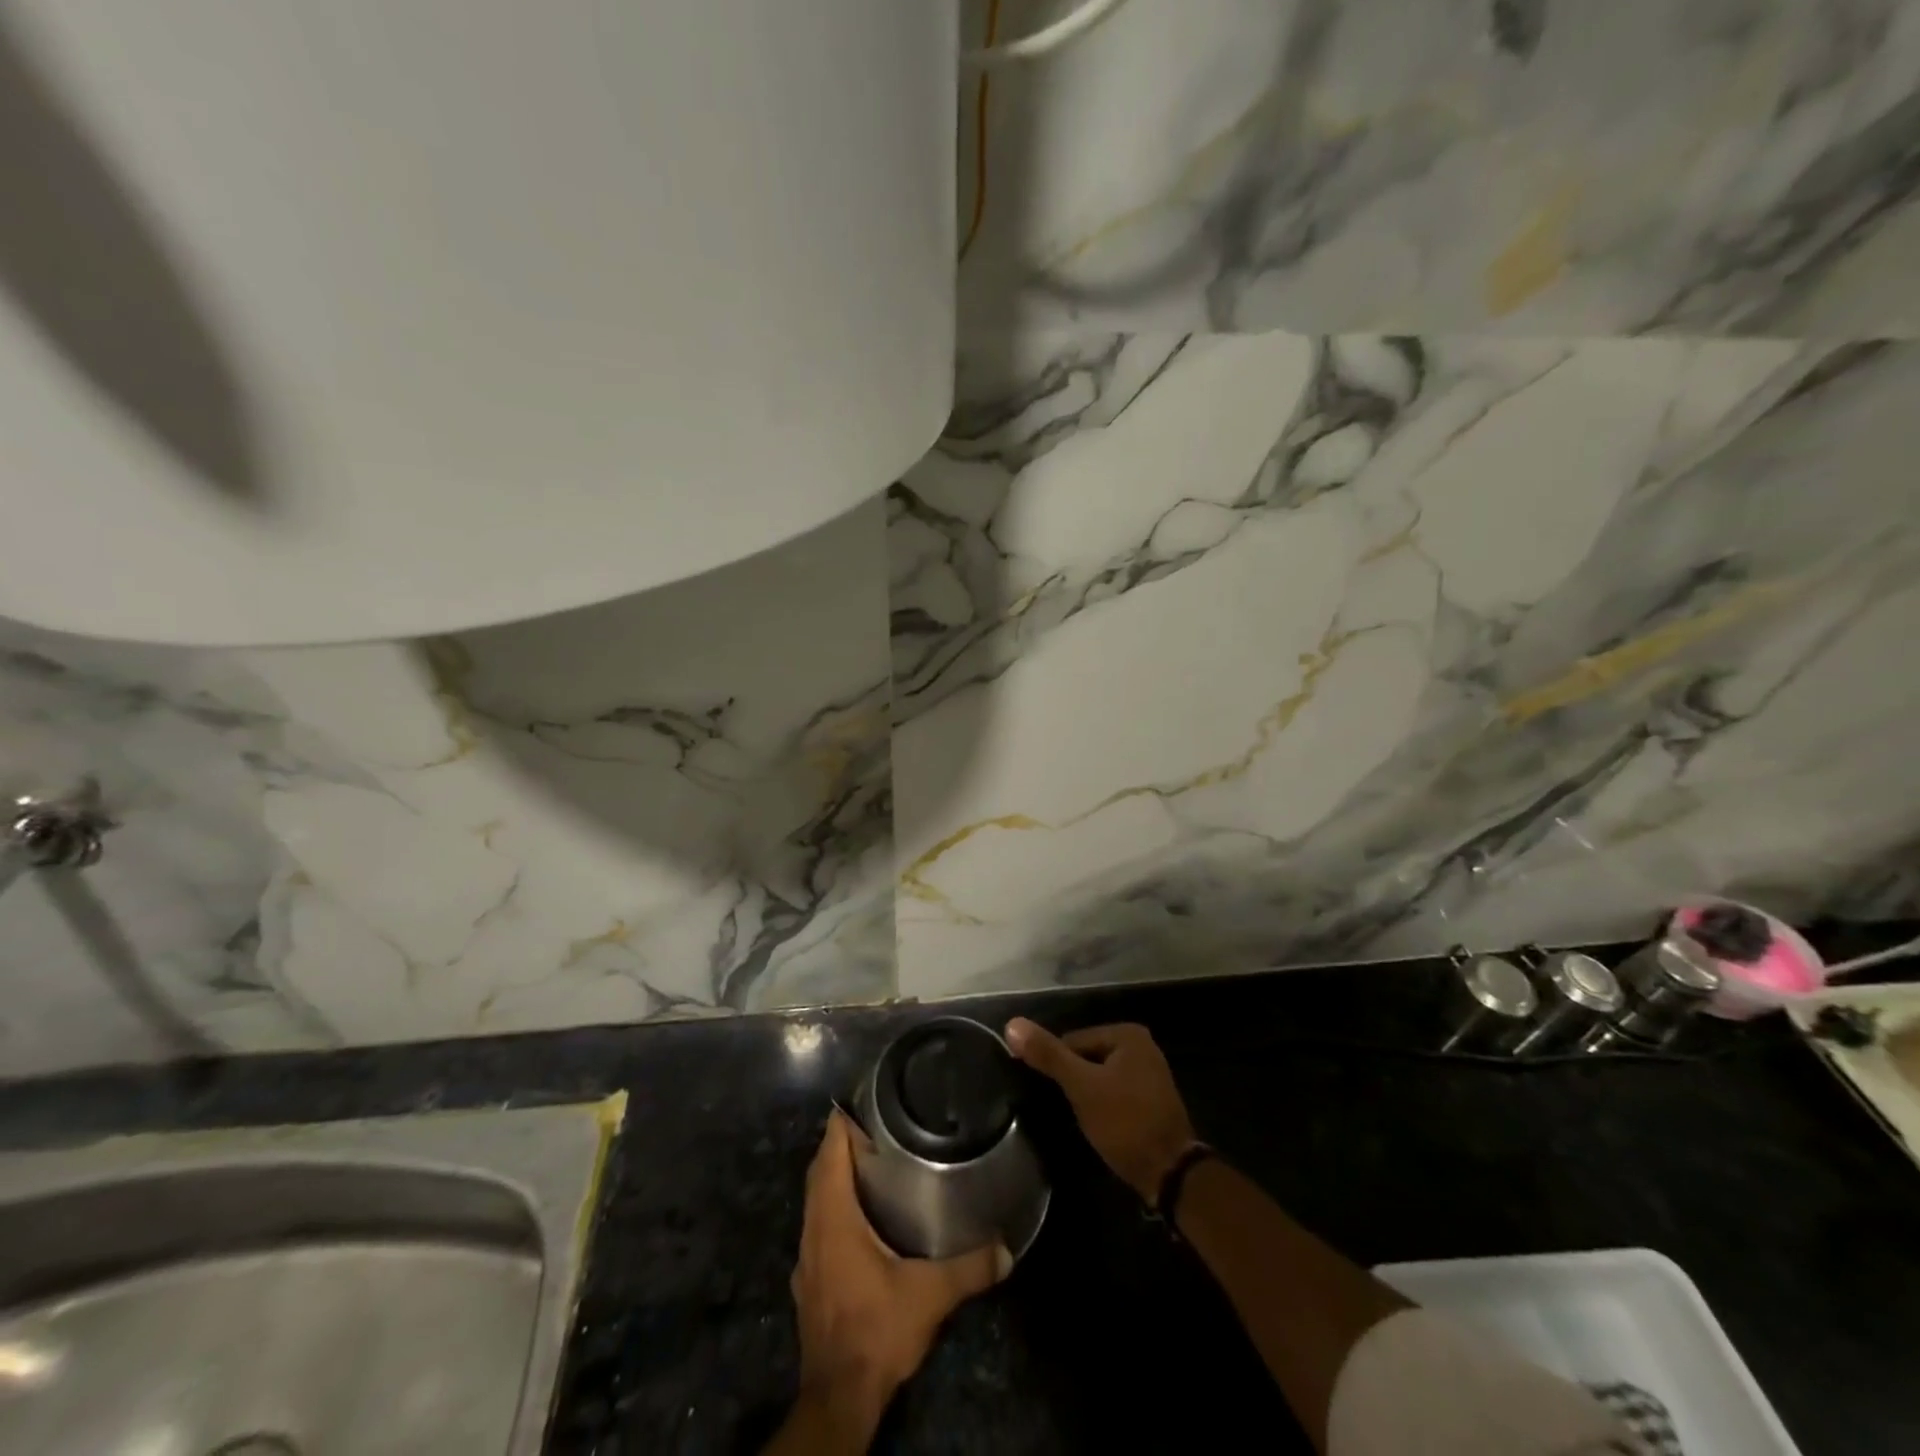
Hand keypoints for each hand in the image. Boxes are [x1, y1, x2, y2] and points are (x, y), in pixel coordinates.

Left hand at [784, 1109, 1009, 1447]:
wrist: (839, 1397)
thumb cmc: (877, 1330)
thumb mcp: (930, 1295)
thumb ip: (969, 1267)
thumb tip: (1007, 1247)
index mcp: (834, 1217)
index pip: (830, 1151)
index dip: (843, 1121)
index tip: (865, 1098)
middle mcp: (813, 1229)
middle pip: (820, 1170)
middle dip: (842, 1143)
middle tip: (878, 1124)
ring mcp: (807, 1257)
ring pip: (816, 1199)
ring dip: (836, 1176)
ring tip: (872, 1161)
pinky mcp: (809, 1281)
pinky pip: (818, 1226)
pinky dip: (834, 1208)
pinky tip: (860, 1217)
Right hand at [1005, 1019, 1196, 1201]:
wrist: (1170, 1174)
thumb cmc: (1125, 1122)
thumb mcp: (1082, 1087)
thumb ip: (1049, 1055)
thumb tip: (1012, 1024)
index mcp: (1127, 1033)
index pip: (1073, 1041)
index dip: (1060, 1068)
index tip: (1056, 1095)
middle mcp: (1141, 1046)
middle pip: (1087, 1057)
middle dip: (1075, 1082)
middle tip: (1070, 1110)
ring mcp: (1149, 1074)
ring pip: (1100, 1077)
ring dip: (1088, 1096)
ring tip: (1083, 1120)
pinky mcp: (1151, 1101)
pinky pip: (1115, 1093)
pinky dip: (1104, 1106)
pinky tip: (1101, 1126)